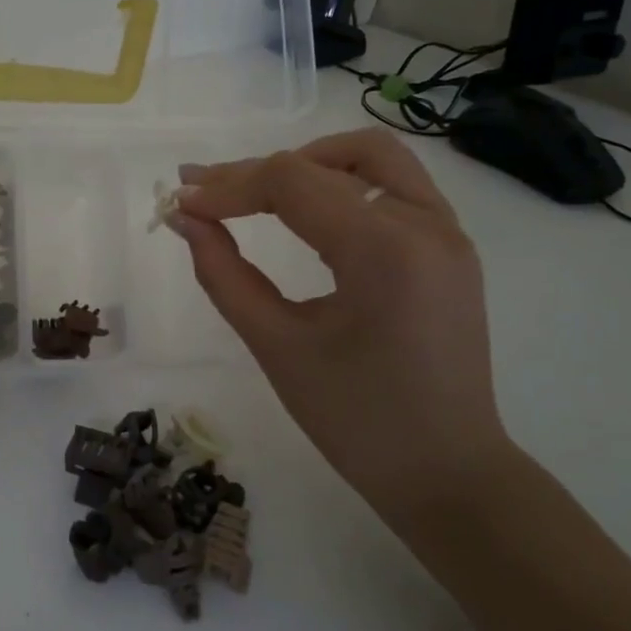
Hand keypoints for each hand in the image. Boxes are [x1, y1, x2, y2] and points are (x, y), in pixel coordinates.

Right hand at [170, 130, 512, 515]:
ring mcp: (447, 232)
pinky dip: (344, 182)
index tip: (180, 202)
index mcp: (384, 251)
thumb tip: (185, 220)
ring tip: (257, 192)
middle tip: (203, 190)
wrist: (446, 474)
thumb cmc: (354, 420)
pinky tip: (309, 210)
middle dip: (256, 172)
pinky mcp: (451, 248)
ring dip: (308, 163)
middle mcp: (425, 224)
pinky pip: (394, 185)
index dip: (227, 186)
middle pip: (326, 162)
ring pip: (371, 157)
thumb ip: (224, 274)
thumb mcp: (276, 346)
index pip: (291, 183)